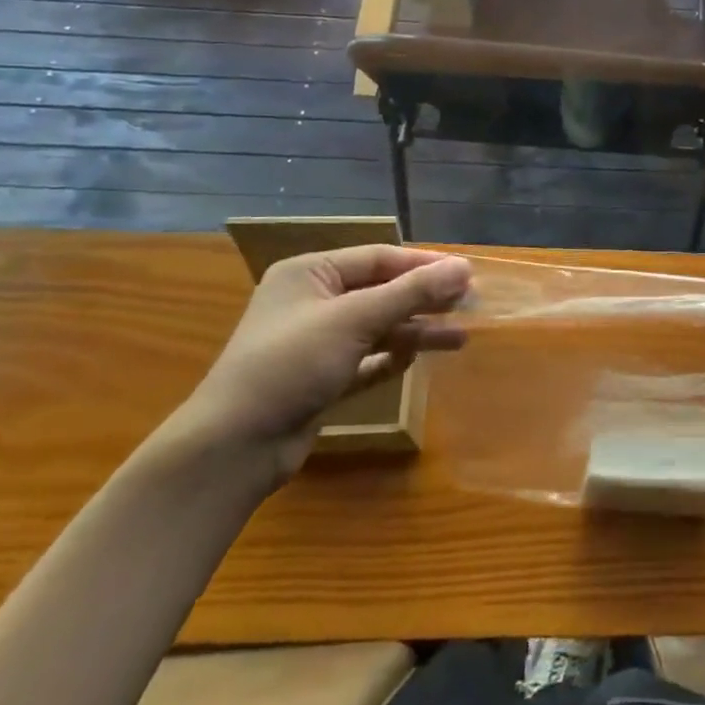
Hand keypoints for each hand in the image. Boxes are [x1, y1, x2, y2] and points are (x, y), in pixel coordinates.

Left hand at [171, 246, 470, 484]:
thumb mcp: (354, 320)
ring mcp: (316, 342)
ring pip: (378, 327)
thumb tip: (465, 267)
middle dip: (425, 298)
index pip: (378, 258)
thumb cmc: (290, 364)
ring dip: (416, 331)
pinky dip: (392, 358)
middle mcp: (313, 301)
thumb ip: (412, 292)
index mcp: (310, 273)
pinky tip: (419, 360)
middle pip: (381, 291)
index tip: (467, 273)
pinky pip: (367, 360)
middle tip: (471, 303)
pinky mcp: (321, 379)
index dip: (424, 264)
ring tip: (460, 337)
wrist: (233, 447)